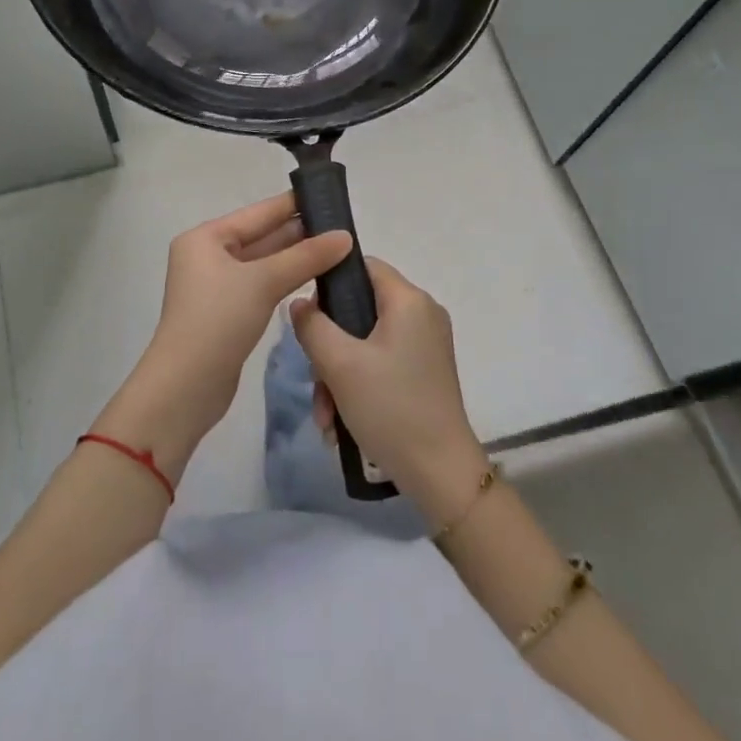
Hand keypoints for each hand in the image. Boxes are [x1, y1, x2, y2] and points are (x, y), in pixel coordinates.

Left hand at [94, 194, 351, 482]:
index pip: (258, 212)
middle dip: (299, 233)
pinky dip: (286, 280)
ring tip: (338, 249)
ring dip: (296, 258)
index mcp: (206, 238)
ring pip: (263, 263)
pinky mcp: (227, 313)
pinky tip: (315, 277)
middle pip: (261, 237)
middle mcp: (208, 256)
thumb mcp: (263, 282)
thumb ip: (305, 257)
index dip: (293, 204)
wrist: (185, 388)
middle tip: (342, 227)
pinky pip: (261, 286)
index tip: (330, 197)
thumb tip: (345, 236)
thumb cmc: (218, 321)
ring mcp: (216, 286)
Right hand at [289, 257, 489, 524]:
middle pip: (360, 309)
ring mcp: (426, 345)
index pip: (362, 266)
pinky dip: (358, 386)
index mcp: (409, 300)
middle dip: (329, 347)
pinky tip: (341, 423)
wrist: (441, 474)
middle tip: (315, 381)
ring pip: (365, 342)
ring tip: (326, 416)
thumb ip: (312, 325)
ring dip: (338, 374)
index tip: (308, 317)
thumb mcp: (339, 364)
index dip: (330, 283)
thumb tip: (299, 303)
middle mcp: (422, 314)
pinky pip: (381, 363)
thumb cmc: (391, 408)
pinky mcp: (424, 372)